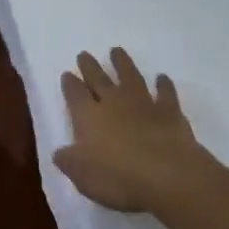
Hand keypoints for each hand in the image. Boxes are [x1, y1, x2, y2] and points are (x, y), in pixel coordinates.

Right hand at [54, 48, 224, 214]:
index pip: (75, 95)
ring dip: (123, 64)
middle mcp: (114, 103)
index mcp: (89, 117)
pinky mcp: (169, 111)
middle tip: (84, 54)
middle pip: (99, 79)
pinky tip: (162, 77)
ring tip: (117, 50)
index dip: (70, 85)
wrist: (167, 174)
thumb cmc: (118, 177)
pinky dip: (163, 84)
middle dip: (90, 67)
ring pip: (130, 77)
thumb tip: (59, 152)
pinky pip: (165, 92)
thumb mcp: (82, 176)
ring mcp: (143, 104)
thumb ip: (69, 161)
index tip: (67, 73)